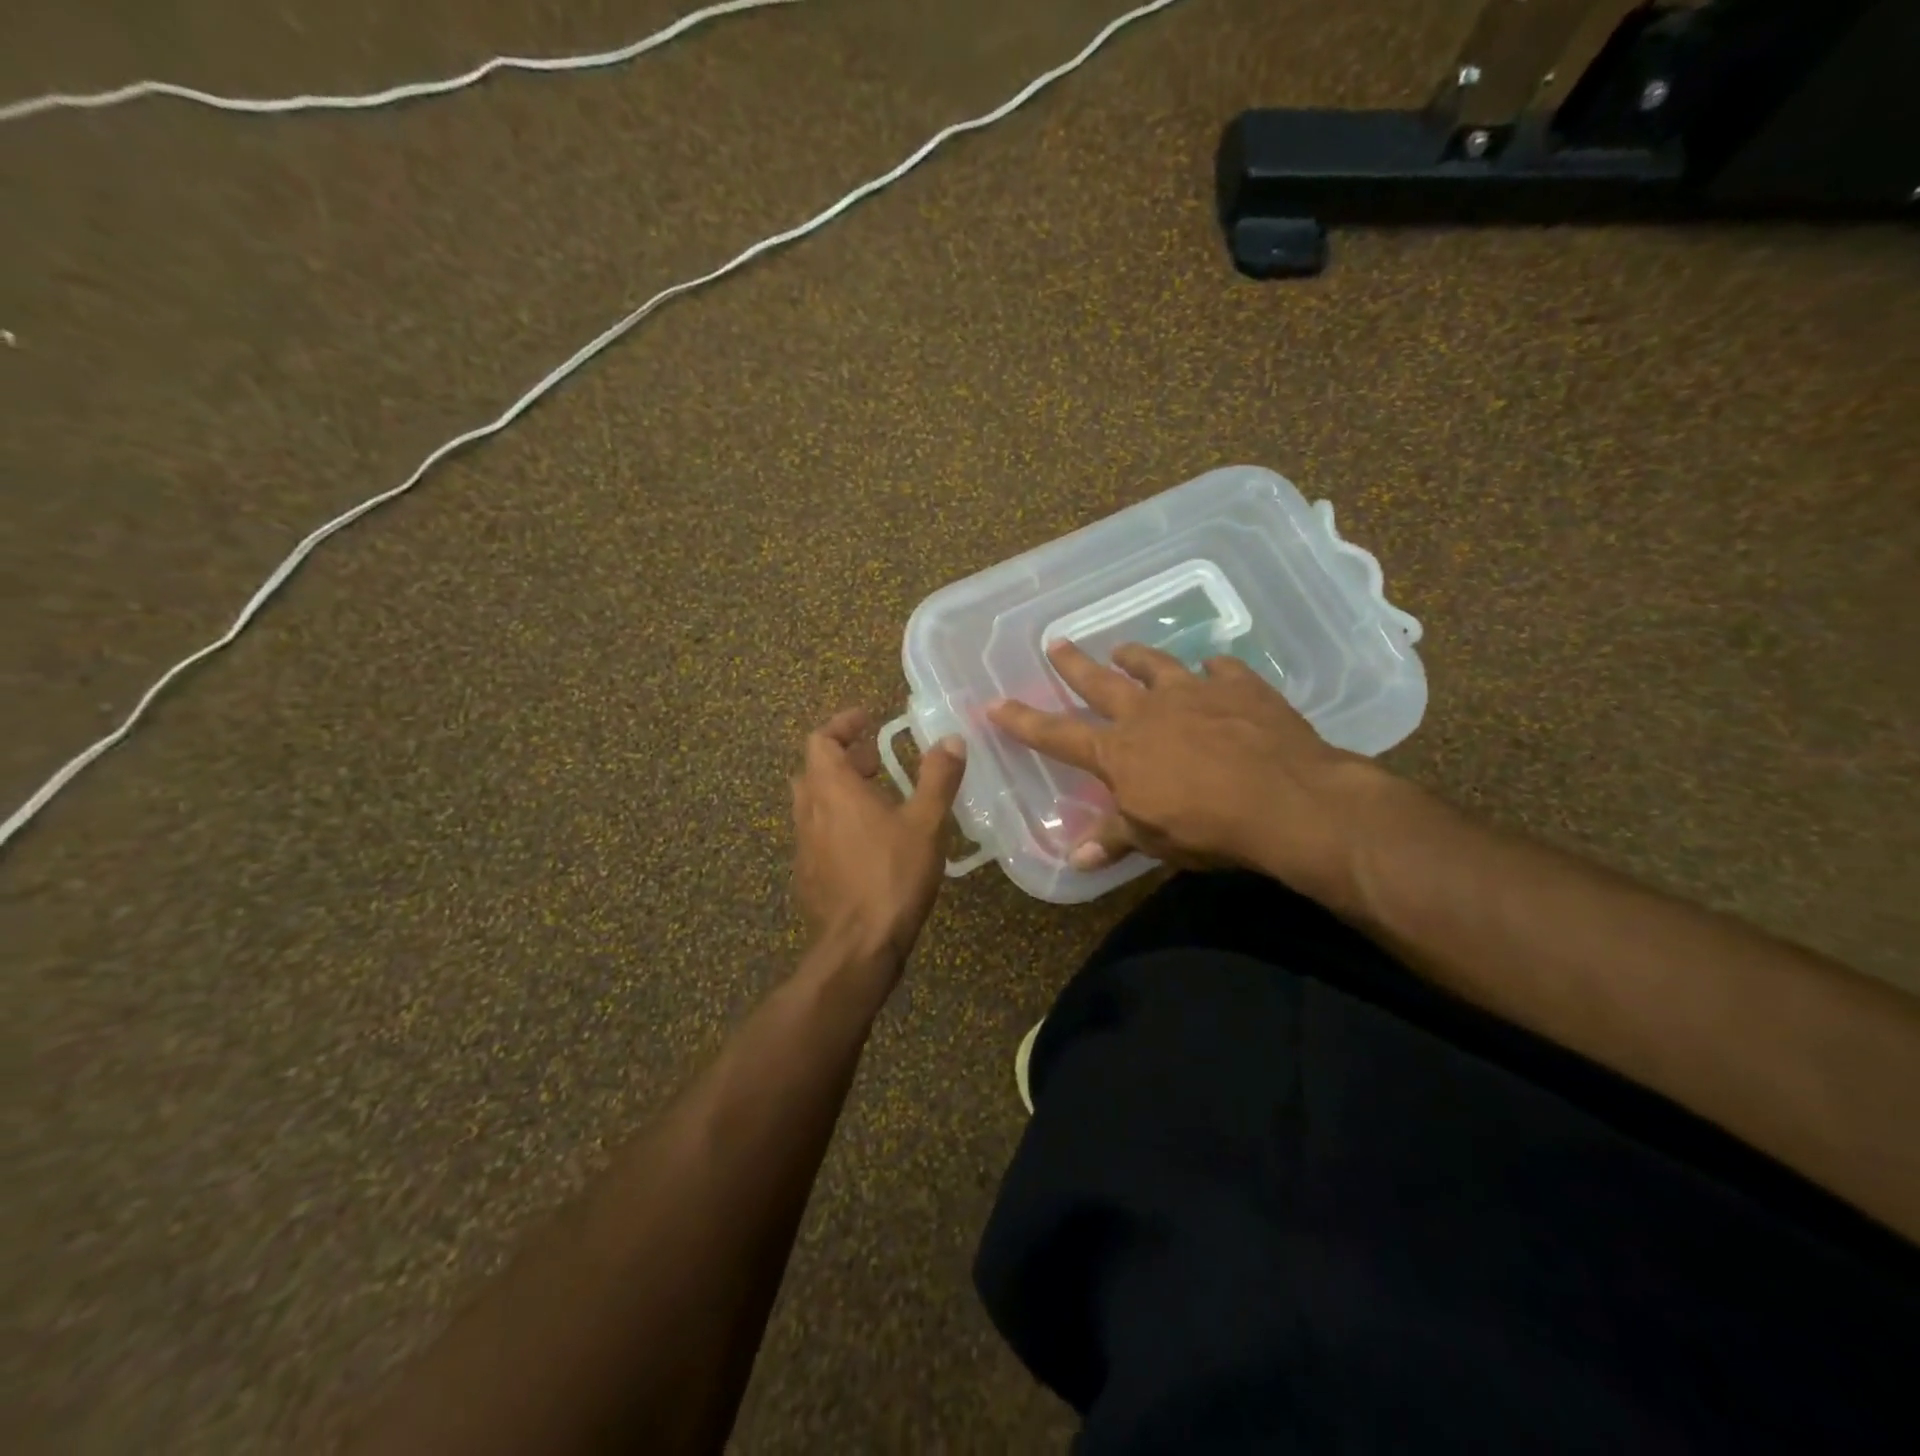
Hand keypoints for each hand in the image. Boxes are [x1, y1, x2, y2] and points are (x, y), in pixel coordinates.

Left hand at [791, 708, 966, 970]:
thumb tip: (951, 739)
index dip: (842, 725)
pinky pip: (817, 834)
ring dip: (840, 791)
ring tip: (878, 799)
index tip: (867, 720)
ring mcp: (803, 845)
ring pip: (814, 803)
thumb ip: (938, 777)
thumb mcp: (926, 822)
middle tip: (877, 761)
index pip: (820, 740)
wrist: (858, 946)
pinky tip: (868, 843)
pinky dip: (837, 822)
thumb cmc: (892, 875)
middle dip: (844, 758)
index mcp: (831, 789)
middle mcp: (809, 811)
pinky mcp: (807, 874)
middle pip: (814, 770)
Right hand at [988, 642, 1389, 902]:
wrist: (1285, 799)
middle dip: (1073, 666)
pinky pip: (1221, 669)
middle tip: (1057, 643)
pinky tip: (1214, 668)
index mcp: (1119, 750)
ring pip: (1155, 666)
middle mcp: (1148, 712)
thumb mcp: (1153, 840)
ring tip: (1123, 648)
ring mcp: (1194, 693)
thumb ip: (1114, 839)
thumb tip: (1076, 859)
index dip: (1023, 722)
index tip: (995, 703)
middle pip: (1100, 683)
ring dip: (1136, 657)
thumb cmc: (1208, 826)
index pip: (1058, 735)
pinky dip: (1213, 669)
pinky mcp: (1239, 687)